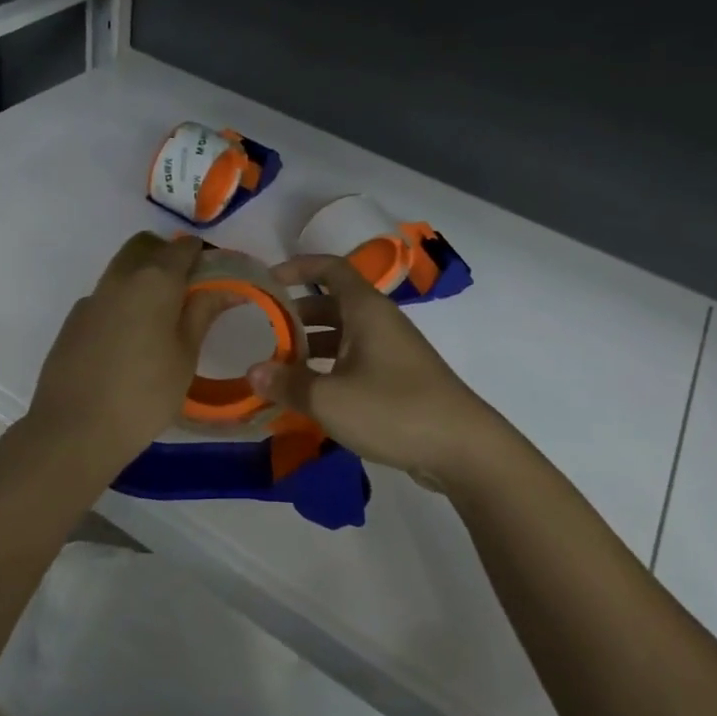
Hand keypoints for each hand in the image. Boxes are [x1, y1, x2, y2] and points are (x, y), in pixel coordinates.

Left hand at [25, 232, 229, 481]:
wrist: (74, 430)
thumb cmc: (144, 395)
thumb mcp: (186, 355)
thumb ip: (203, 312)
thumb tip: (227, 285)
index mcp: (154, 280)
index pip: (184, 247)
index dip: (203, 258)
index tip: (216, 281)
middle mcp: (120, 277)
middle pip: (146, 246)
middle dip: (168, 257)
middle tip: (188, 293)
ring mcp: (92, 297)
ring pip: (122, 268)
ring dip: (144, 278)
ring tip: (161, 321)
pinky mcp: (73, 320)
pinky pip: (105, 297)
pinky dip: (123, 303)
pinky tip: (129, 342)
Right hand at [248, 254, 516, 487]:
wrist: (463, 448)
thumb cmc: (393, 410)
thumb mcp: (330, 399)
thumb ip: (288, 384)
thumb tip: (252, 372)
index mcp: (366, 310)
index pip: (330, 268)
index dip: (298, 267)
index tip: (267, 281)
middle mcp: (380, 322)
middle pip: (332, 304)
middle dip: (296, 316)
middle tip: (263, 335)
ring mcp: (392, 351)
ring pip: (342, 337)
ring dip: (310, 348)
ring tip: (278, 370)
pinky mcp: (398, 380)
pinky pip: (355, 363)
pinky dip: (329, 370)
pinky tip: (309, 397)